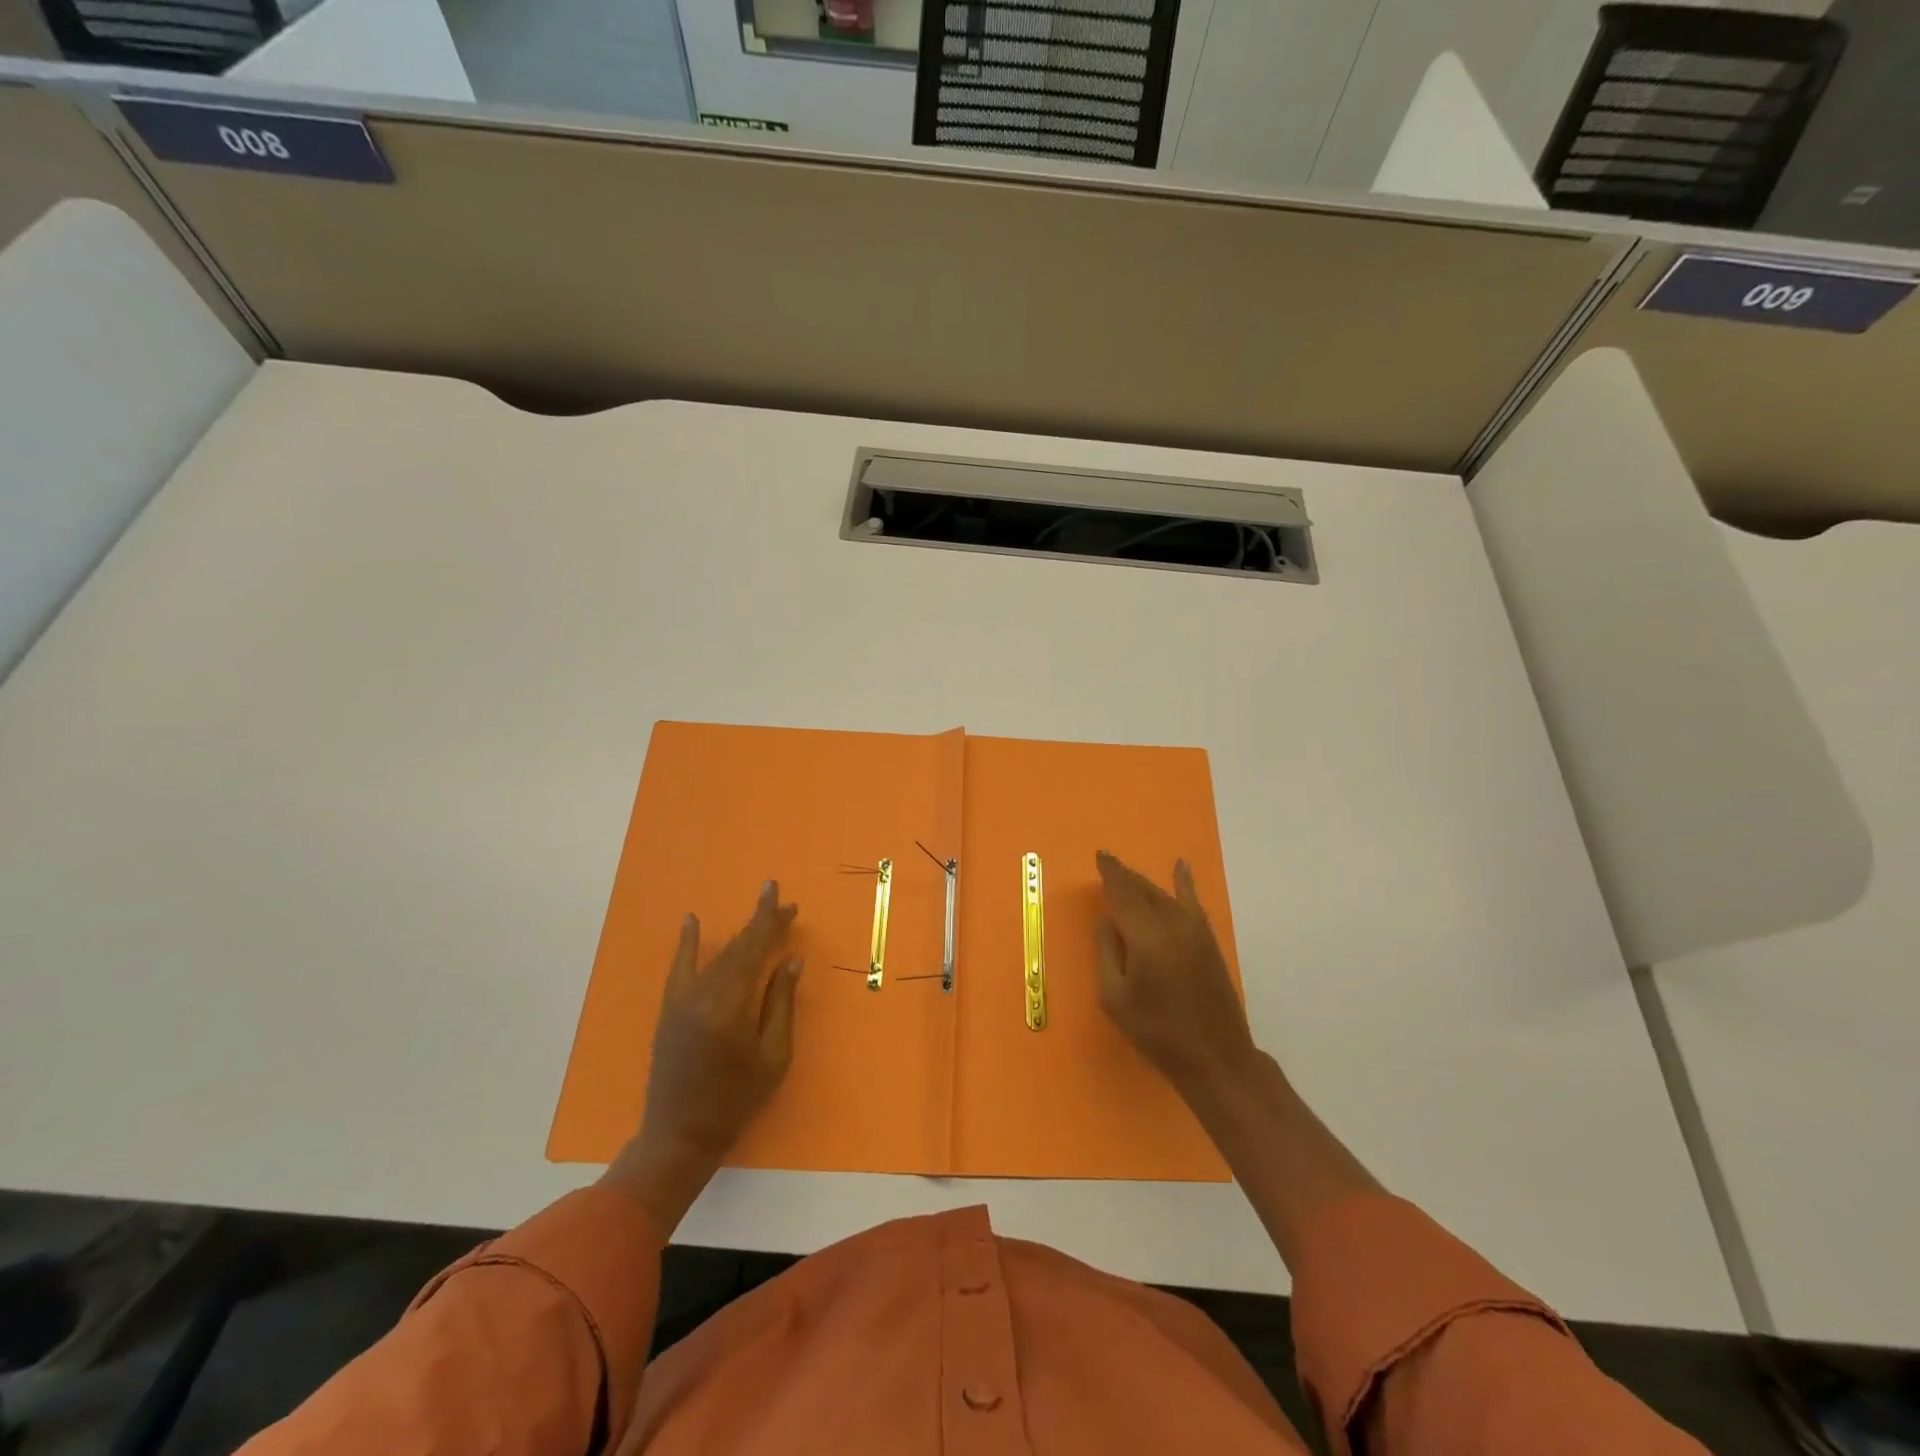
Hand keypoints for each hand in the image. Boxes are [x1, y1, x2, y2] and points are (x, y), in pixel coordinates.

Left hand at [602, 881, 802, 1232]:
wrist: (680, 1136)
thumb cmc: (736, 1101)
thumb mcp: (773, 1057)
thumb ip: (781, 1005)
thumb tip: (790, 961)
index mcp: (731, 1006)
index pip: (754, 951)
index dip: (770, 923)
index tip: (785, 900)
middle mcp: (703, 995)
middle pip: (737, 948)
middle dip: (761, 924)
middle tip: (784, 904)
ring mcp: (682, 1001)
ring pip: (717, 957)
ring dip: (740, 935)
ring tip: (761, 914)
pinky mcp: (669, 1010)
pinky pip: (679, 968)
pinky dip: (686, 943)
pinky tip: (690, 920)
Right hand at [1094, 852, 1255, 1105]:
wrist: (1215, 1057)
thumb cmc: (1157, 1031)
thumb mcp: (1115, 997)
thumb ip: (1107, 952)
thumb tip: (1106, 920)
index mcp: (1145, 936)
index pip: (1123, 893)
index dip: (1111, 873)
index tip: (1100, 856)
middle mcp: (1172, 924)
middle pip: (1144, 890)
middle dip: (1125, 875)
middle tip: (1108, 863)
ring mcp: (1195, 931)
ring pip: (1165, 895)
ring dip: (1145, 883)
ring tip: (1128, 873)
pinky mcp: (1208, 941)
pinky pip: (1192, 903)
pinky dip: (1185, 884)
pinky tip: (1182, 868)